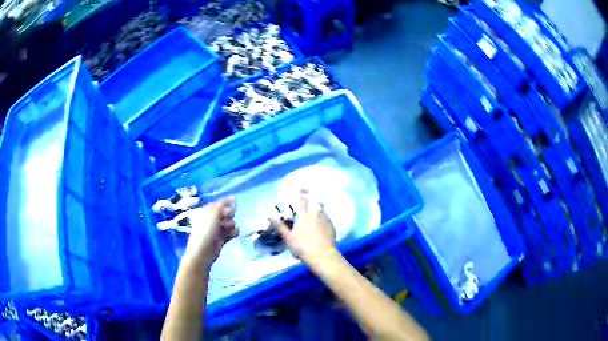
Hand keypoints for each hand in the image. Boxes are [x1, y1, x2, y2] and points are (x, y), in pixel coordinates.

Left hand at [184, 197, 237, 265]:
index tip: (236, 201)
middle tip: (227, 216)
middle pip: (225, 213)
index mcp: (206, 212)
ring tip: (228, 228)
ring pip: (230, 222)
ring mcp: (217, 229)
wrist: (202, 252)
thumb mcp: (213, 214)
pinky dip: (233, 232)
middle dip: (229, 214)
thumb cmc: (205, 231)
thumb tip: (233, 197)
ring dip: (231, 224)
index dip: (226, 202)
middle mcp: (211, 220)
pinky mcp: (222, 239)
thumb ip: (223, 205)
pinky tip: (233, 234)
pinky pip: (231, 232)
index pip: (218, 204)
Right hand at [274, 190, 336, 264]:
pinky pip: (328, 219)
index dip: (301, 194)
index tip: (302, 189)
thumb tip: (271, 216)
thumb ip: (280, 227)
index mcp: (303, 216)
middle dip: (313, 200)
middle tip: (311, 199)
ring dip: (319, 209)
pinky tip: (324, 224)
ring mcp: (325, 221)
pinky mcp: (332, 228)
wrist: (323, 256)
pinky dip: (325, 219)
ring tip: (318, 210)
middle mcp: (315, 215)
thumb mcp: (288, 238)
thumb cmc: (302, 247)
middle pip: (315, 203)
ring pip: (322, 211)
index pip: (302, 202)